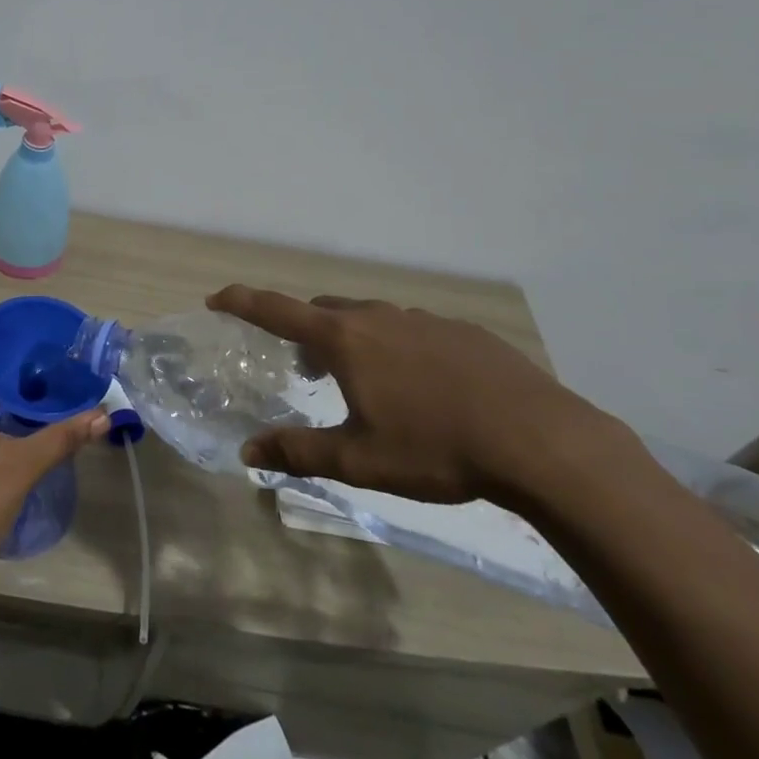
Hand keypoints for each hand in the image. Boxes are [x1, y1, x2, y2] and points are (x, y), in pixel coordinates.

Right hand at [208, 285, 625, 506]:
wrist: (541, 441)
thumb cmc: (436, 449)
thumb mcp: (359, 460)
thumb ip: (299, 452)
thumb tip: (247, 452)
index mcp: (345, 340)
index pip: (277, 310)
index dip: (242, 301)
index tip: (217, 299)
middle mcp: (378, 317)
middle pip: (323, 312)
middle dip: (303, 331)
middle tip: (303, 368)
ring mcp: (423, 319)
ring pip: (369, 318)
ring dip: (351, 339)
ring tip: (362, 380)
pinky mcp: (463, 331)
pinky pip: (411, 330)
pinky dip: (395, 347)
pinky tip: (421, 386)